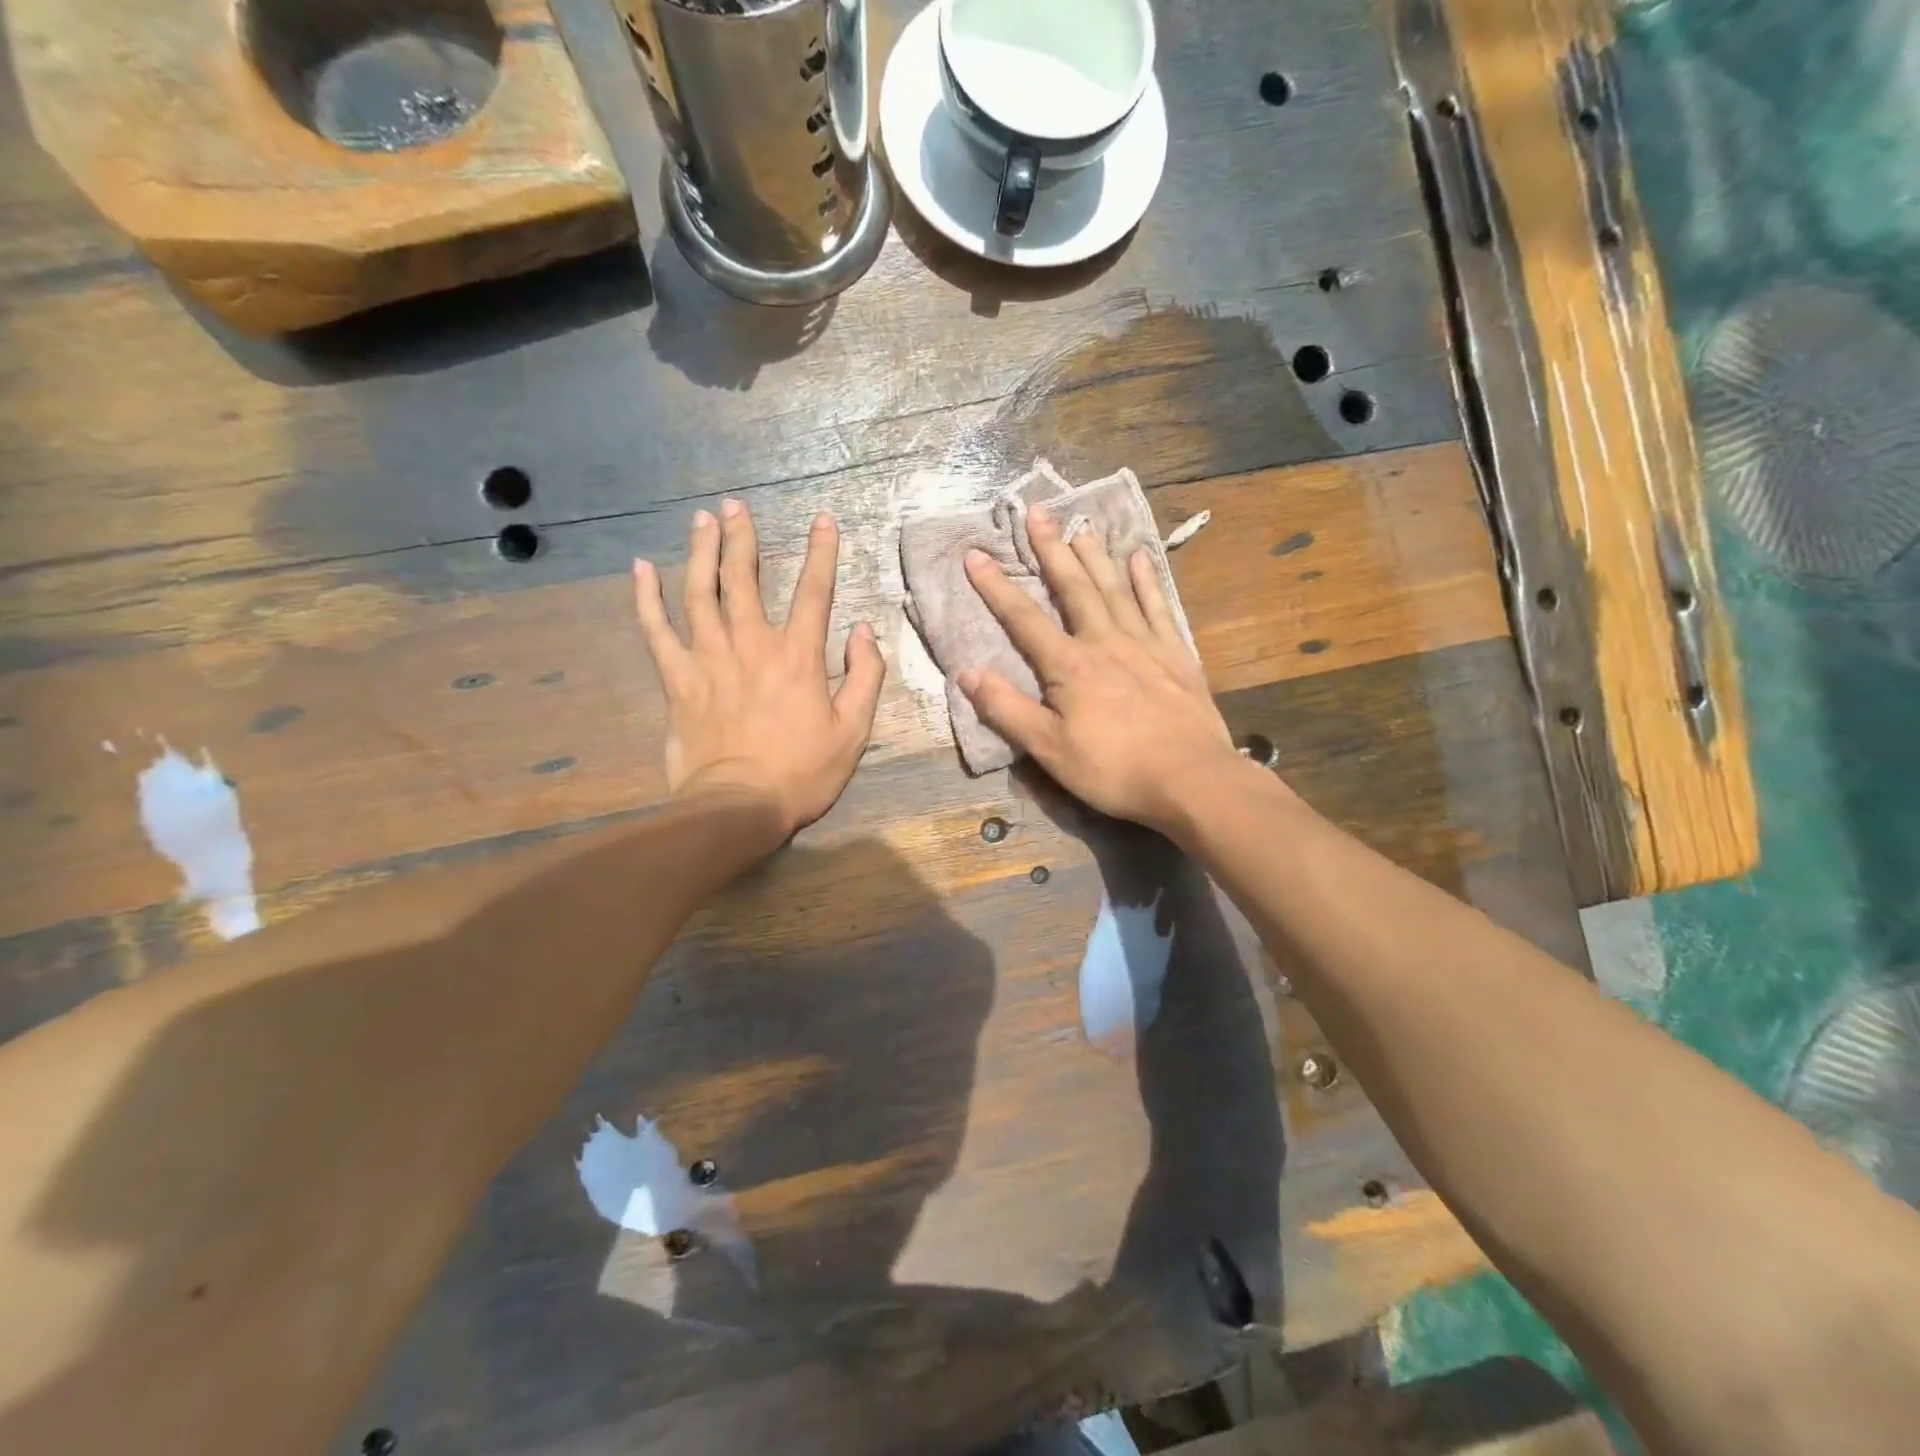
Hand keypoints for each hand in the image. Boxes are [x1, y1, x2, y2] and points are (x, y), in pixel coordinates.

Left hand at [633, 499, 884, 841]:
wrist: (739, 806)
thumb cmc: (802, 772)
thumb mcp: (854, 731)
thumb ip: (865, 676)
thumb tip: (863, 631)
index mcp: (799, 657)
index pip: (815, 592)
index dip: (821, 553)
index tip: (823, 520)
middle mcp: (752, 645)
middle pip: (746, 580)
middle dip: (744, 539)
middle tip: (736, 506)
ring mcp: (710, 659)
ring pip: (700, 593)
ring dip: (701, 553)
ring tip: (701, 521)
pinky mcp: (678, 680)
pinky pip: (657, 631)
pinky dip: (646, 598)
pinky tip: (640, 568)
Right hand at [959, 505, 1245, 833]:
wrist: (1191, 779)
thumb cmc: (1114, 769)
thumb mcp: (1049, 749)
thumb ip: (1007, 709)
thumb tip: (966, 672)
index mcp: (1070, 665)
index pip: (1024, 619)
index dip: (996, 587)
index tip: (975, 554)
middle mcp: (1106, 642)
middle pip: (1074, 587)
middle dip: (1052, 550)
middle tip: (1039, 512)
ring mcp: (1146, 644)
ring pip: (1115, 589)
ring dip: (1096, 556)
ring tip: (1082, 526)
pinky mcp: (1177, 655)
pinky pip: (1158, 607)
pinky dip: (1147, 581)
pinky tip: (1140, 559)